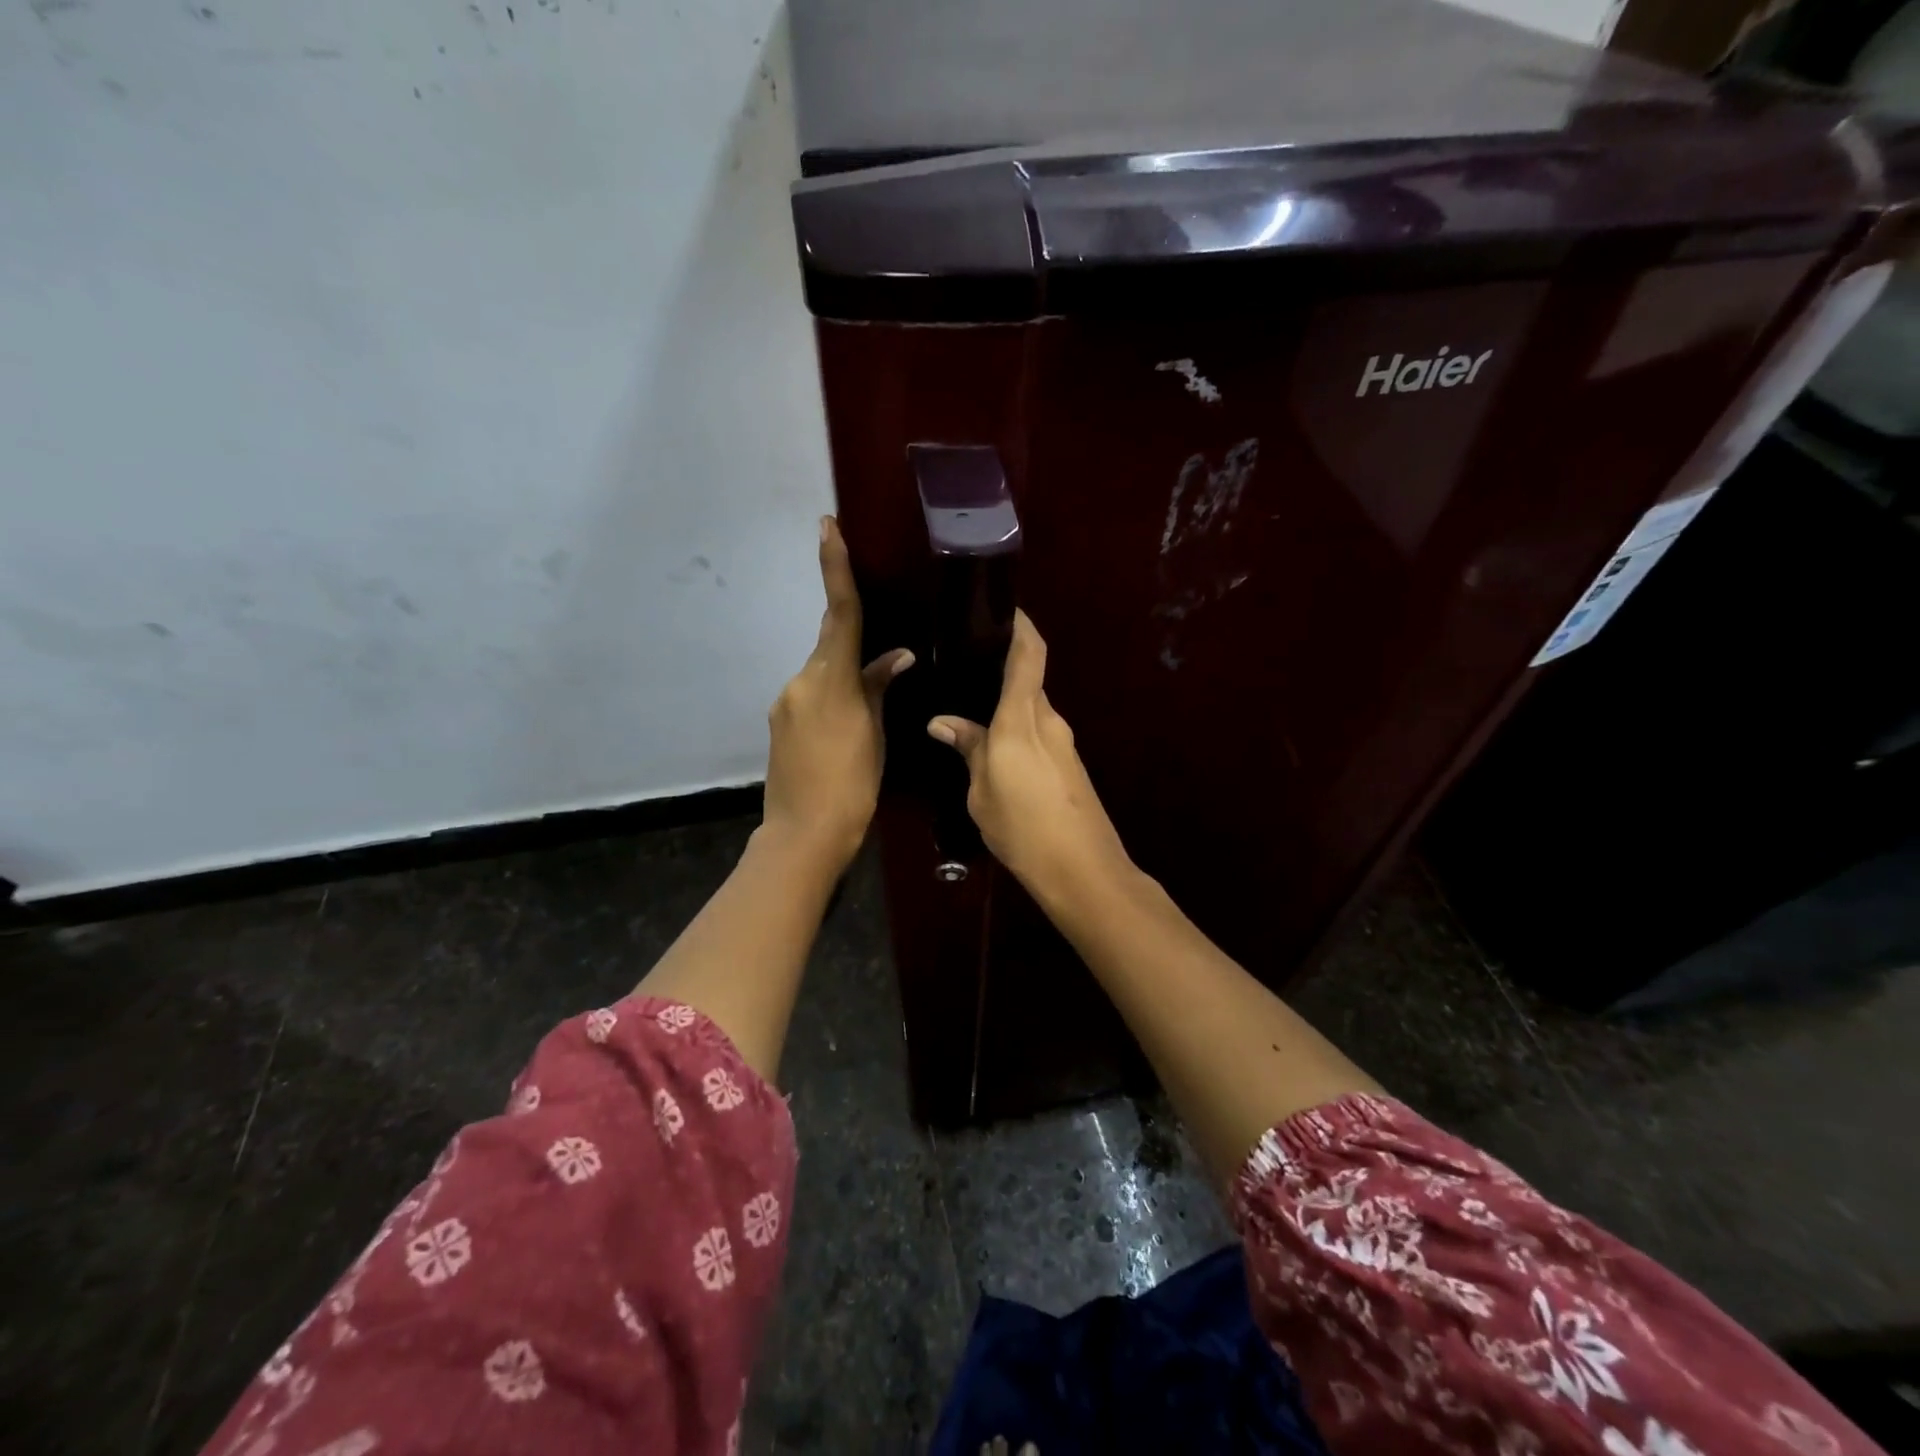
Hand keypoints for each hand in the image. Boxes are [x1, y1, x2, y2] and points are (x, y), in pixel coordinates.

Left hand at [762, 516, 912, 869]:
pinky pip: (810, 697)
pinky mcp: (779, 724)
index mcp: (829, 679)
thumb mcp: (875, 734)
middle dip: (853, 643)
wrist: (804, 834)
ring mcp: (785, 703)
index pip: (840, 612)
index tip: (827, 527)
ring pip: (822, 674)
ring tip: (869, 715)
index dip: (834, 567)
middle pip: (831, 645)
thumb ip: (880, 689)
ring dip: (844, 681)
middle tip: (883, 666)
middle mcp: (800, 681)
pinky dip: (831, 700)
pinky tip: (846, 730)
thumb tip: (898, 657)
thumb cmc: (852, 784)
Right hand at [928, 610, 1131, 902]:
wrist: (1082, 869)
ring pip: (1031, 710)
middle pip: (1028, 680)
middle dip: (1002, 669)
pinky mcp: (1069, 765)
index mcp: (1022, 718)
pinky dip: (1016, 731)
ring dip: (1007, 707)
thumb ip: (968, 749)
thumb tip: (943, 722)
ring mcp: (1064, 743)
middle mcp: (1049, 721)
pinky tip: (994, 749)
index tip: (1004, 609)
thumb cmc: (1023, 827)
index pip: (1029, 655)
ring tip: (971, 712)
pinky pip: (1038, 734)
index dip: (1021, 626)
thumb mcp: (982, 791)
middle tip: (964, 668)